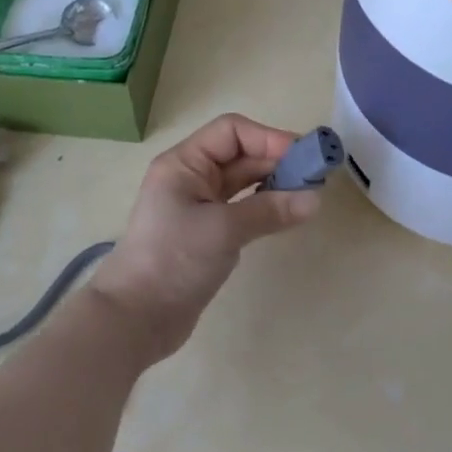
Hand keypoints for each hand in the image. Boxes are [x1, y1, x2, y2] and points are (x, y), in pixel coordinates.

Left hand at [93, 114, 320, 362]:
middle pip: (241, 155)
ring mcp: (200, 206)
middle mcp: (192, 178)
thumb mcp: (223, 229)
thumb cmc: (173, 260)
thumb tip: (315, 199)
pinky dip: (266, 206)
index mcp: (184, 163)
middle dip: (278, 161)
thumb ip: (270, 210)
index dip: (268, 138)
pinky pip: (244, 208)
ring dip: (275, 184)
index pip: (232, 132)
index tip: (303, 156)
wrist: (135, 319)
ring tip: (308, 194)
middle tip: (316, 177)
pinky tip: (289, 214)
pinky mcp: (208, 233)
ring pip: (244, 182)